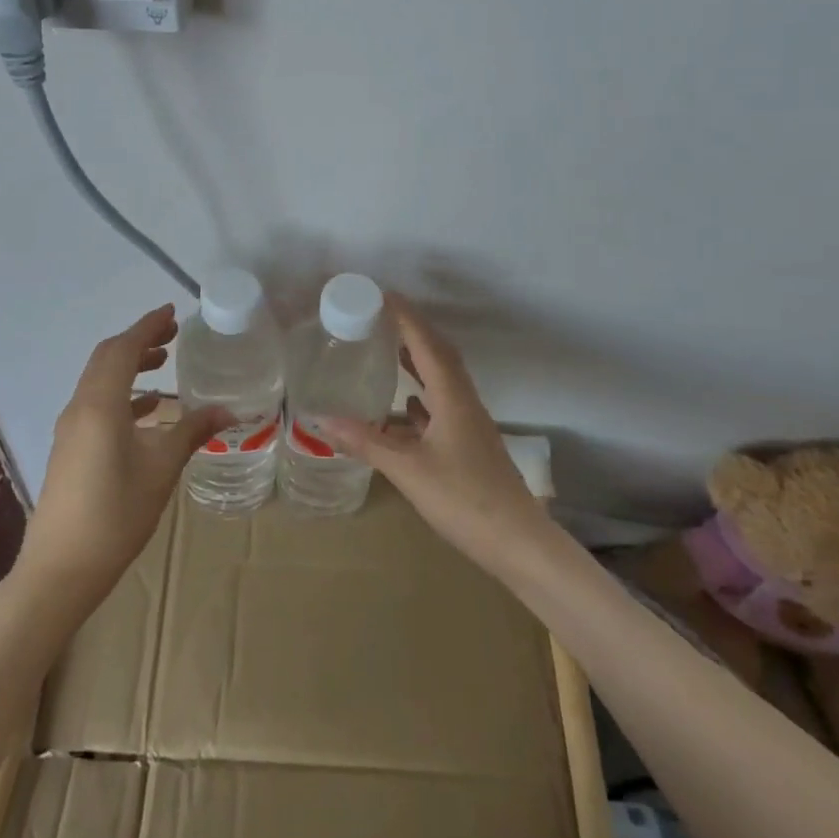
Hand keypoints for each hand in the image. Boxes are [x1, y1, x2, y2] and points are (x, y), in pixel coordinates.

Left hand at [16, 305, 230, 609]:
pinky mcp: (70, 448)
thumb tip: (228, 410)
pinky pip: (97, 403)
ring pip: (100, 380)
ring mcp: (71, 428)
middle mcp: (80, 407)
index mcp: (100, 404)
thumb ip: (191, 432)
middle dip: (139, 341)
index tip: (172, 312)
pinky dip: (122, 393)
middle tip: (173, 334)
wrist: (60, 570)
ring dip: (129, 366)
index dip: (147, 326)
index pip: (123, 349)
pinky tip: (148, 409)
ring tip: (163, 363)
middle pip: (107, 359)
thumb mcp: (161, 470)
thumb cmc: (115, 515)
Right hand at [329, 295, 550, 574]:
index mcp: (452, 397)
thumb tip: (321, 419)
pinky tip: (407, 406)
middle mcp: (464, 402)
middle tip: (383, 317)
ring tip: (391, 350)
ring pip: (443, 379)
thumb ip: (365, 442)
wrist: (517, 542)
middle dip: (413, 331)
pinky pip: (444, 404)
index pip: (427, 344)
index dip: (406, 317)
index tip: (384, 295)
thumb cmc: (464, 499)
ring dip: (420, 360)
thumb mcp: (408, 469)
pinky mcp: (471, 444)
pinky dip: (424, 394)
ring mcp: (471, 424)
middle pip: (440, 355)